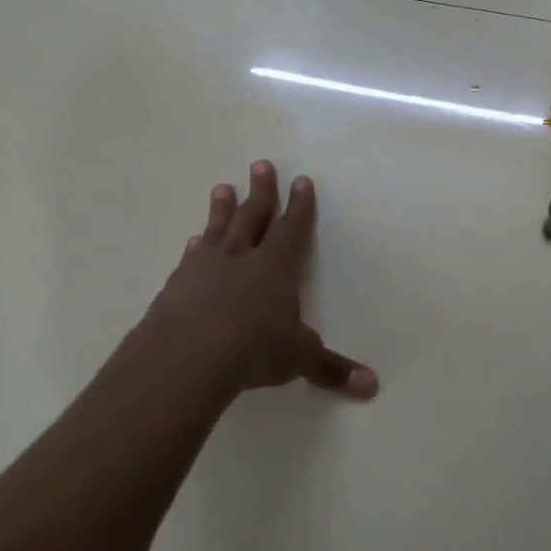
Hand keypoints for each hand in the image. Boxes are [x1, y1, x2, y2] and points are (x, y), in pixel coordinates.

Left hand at [139, 161, 377, 401]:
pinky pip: (191, 255)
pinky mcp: (178, 283)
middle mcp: (242, 257)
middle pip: (253, 215)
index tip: (301, 180)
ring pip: (218, 228)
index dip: (300, 205)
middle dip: (261, 190)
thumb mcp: (298, 358)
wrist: (187, 355)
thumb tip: (372, 386)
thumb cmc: (253, 349)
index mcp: (276, 266)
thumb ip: (331, 369)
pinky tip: (193, 240)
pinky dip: (196, 246)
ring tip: (223, 187)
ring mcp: (206, 266)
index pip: (292, 228)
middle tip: (261, 164)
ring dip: (223, 208)